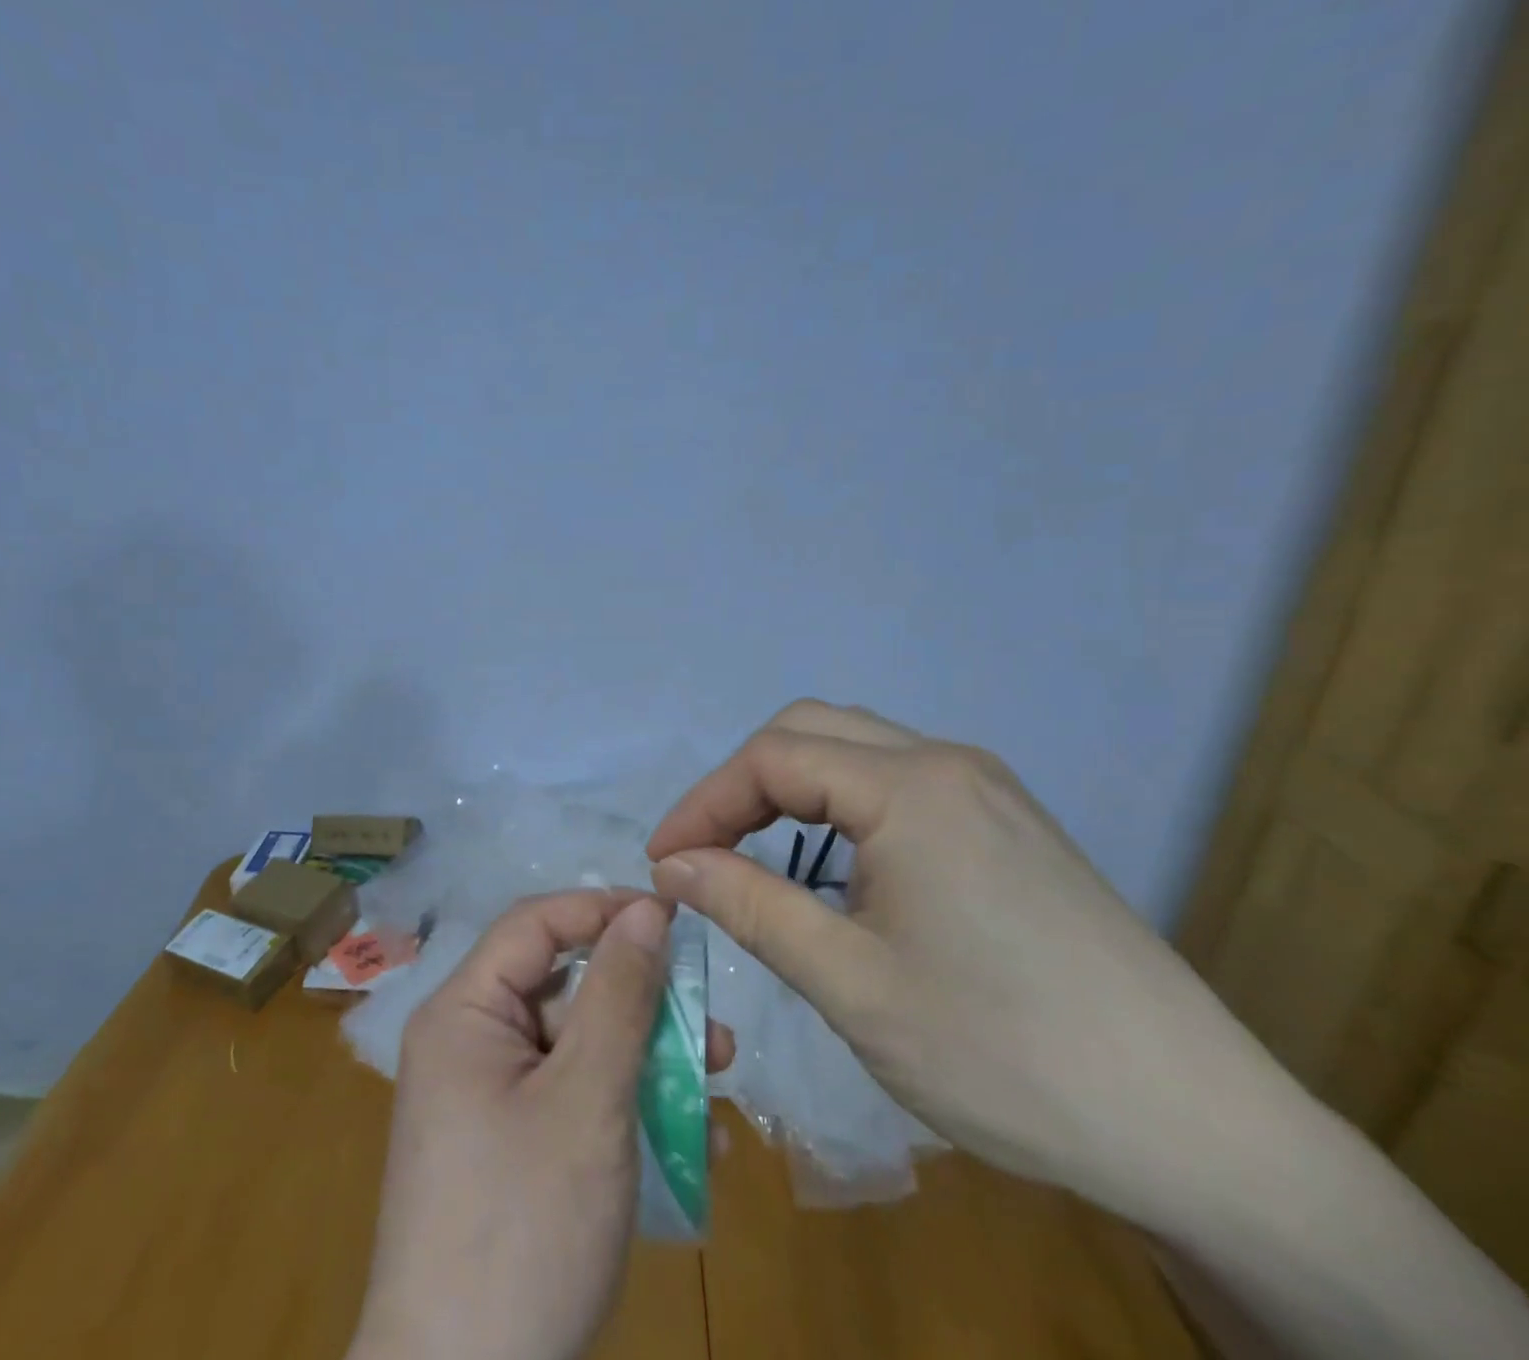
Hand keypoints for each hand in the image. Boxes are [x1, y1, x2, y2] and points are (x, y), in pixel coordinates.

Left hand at [349, 891, 730, 1359]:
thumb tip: (647, 909)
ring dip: (646, 1058)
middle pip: (564, 988)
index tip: (672, 917)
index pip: (536, 923)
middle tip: (710, 1018)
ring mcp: (489, 1100)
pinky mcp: (510, 1149)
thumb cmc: (522, 1227)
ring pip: (578, 1048)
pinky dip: (625, 1107)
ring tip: (717, 1078)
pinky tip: (689, 1140)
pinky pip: (572, 1100)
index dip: (603, 909)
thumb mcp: (587, 1099)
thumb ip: (620, 995)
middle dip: (641, 1000)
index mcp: (465, 1013)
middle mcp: (470, 1043)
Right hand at [645, 699, 1297, 1225]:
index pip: (773, 759)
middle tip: (705, 850)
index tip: (664, 861)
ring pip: (858, 750)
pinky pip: (900, 782)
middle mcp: (949, 764)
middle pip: (813, 731)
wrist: (1196, 1129)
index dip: (705, 803)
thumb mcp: (851, 984)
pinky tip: (840, 867)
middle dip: (744, 783)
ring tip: (756, 854)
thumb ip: (750, 906)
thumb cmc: (1004, 1054)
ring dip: (793, 789)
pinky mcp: (1010, 824)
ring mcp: (988, 790)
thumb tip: (674, 864)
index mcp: (911, 788)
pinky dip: (842, 806)